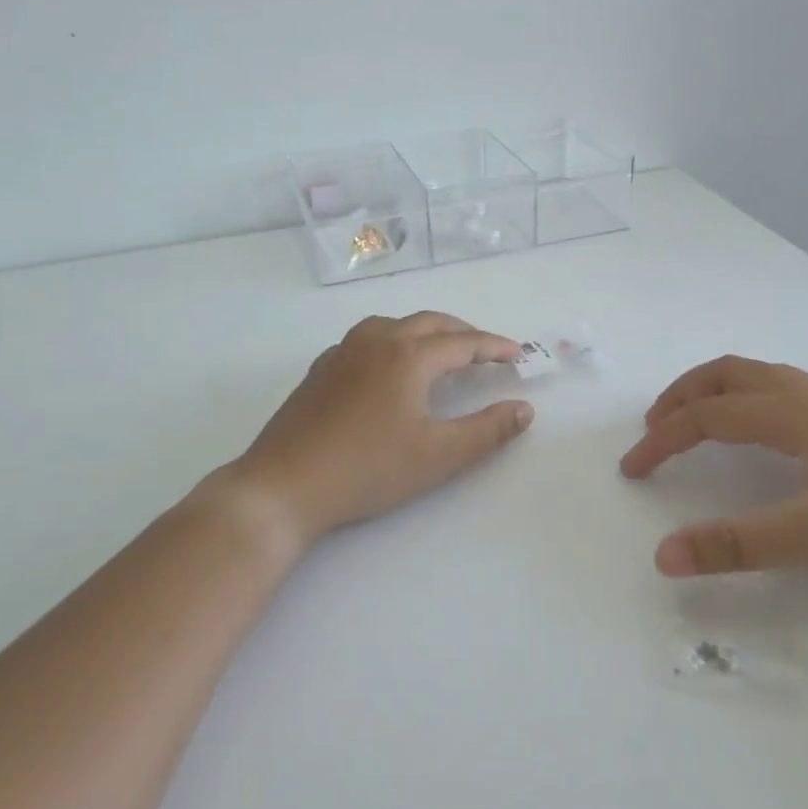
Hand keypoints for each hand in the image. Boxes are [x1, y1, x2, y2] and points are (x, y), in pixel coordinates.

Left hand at [222, 312, 534, 548]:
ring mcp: (342, 352)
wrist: (283, 485)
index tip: (518, 354)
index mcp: (408, 356)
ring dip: (426, 332)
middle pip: (429, 323)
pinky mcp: (320, 370)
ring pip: (394, 326)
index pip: (463, 342)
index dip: (494, 347)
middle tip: (487, 351)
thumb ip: (487, 431)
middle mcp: (375, 341)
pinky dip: (394, 343)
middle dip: (463, 333)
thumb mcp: (438, 456)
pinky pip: (367, 340)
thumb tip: (524, 409)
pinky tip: (390, 369)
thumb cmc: (368, 470)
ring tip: (443, 353)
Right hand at [619, 356, 807, 587]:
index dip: (663, 439)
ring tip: (698, 424)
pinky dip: (752, 401)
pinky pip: (788, 392)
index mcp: (794, 415)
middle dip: (684, 394)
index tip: (633, 468)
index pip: (707, 416)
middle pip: (730, 374)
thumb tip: (663, 555)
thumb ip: (735, 545)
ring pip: (762, 378)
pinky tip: (766, 438)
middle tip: (656, 426)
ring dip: (718, 393)